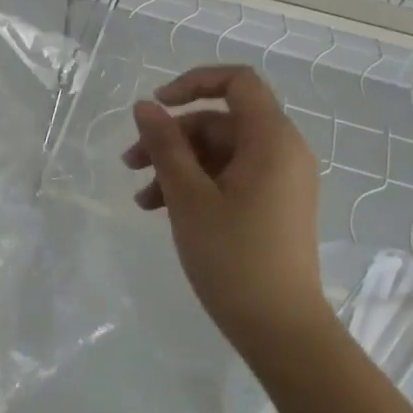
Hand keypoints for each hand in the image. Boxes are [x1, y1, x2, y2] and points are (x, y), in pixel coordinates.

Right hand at [123, 64, 326, 354]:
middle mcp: (282, 152)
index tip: (157, 105)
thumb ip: (165, 145)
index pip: (237, 82)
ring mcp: (279, 180)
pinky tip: (160, 209)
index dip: (193, 83)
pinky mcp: (272, 205)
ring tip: (141, 198)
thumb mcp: (188, 196)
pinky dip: (196, 185)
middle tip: (130, 163)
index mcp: (272, 140)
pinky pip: (229, 177)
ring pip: (219, 152)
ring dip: (177, 165)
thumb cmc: (234, 257)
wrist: (281, 330)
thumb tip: (145, 107)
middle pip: (220, 121)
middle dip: (172, 136)